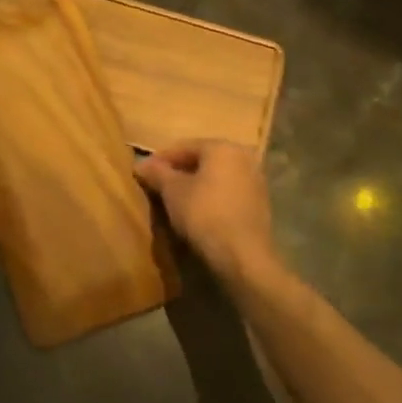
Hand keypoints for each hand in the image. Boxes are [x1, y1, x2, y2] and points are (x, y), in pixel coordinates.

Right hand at [136, 140, 281, 289]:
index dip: (160, 160)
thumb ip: (157, 173)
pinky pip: (228, 193)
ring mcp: (256, 180)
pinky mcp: (260, 204)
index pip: (183, 147)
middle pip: (202, 160)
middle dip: (179, 172)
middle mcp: (243, 157)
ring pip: (216, 177)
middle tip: (158, 187)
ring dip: (196, 186)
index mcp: (222, 147)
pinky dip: (212, 198)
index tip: (143, 174)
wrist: (243, 256)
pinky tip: (198, 213)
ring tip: (175, 202)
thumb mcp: (172, 192)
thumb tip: (141, 164)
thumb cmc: (204, 214)